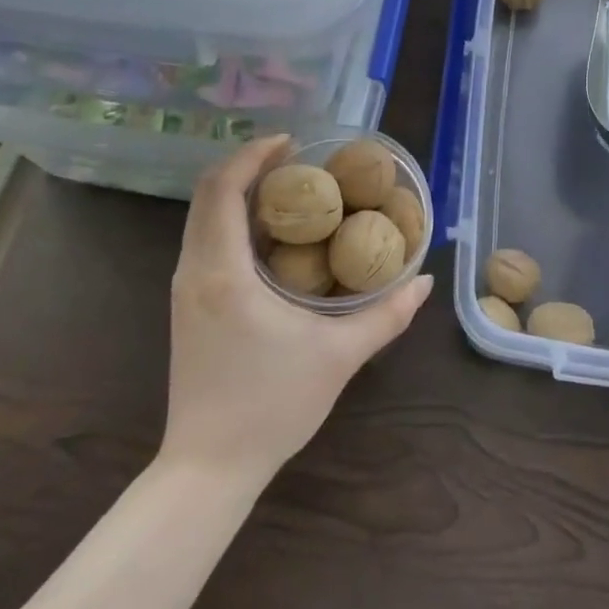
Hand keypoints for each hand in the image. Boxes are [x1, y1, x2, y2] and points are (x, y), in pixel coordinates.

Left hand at [163, 134, 431, 484]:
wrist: (209, 467)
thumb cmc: (272, 405)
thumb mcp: (339, 356)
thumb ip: (387, 316)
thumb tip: (424, 282)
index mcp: (222, 272)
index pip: (224, 190)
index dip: (253, 155)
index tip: (291, 141)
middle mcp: (194, 271)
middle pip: (207, 194)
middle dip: (246, 166)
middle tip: (295, 160)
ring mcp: (184, 289)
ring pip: (202, 218)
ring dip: (238, 193)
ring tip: (288, 191)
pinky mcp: (186, 306)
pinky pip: (204, 241)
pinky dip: (232, 221)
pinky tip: (271, 236)